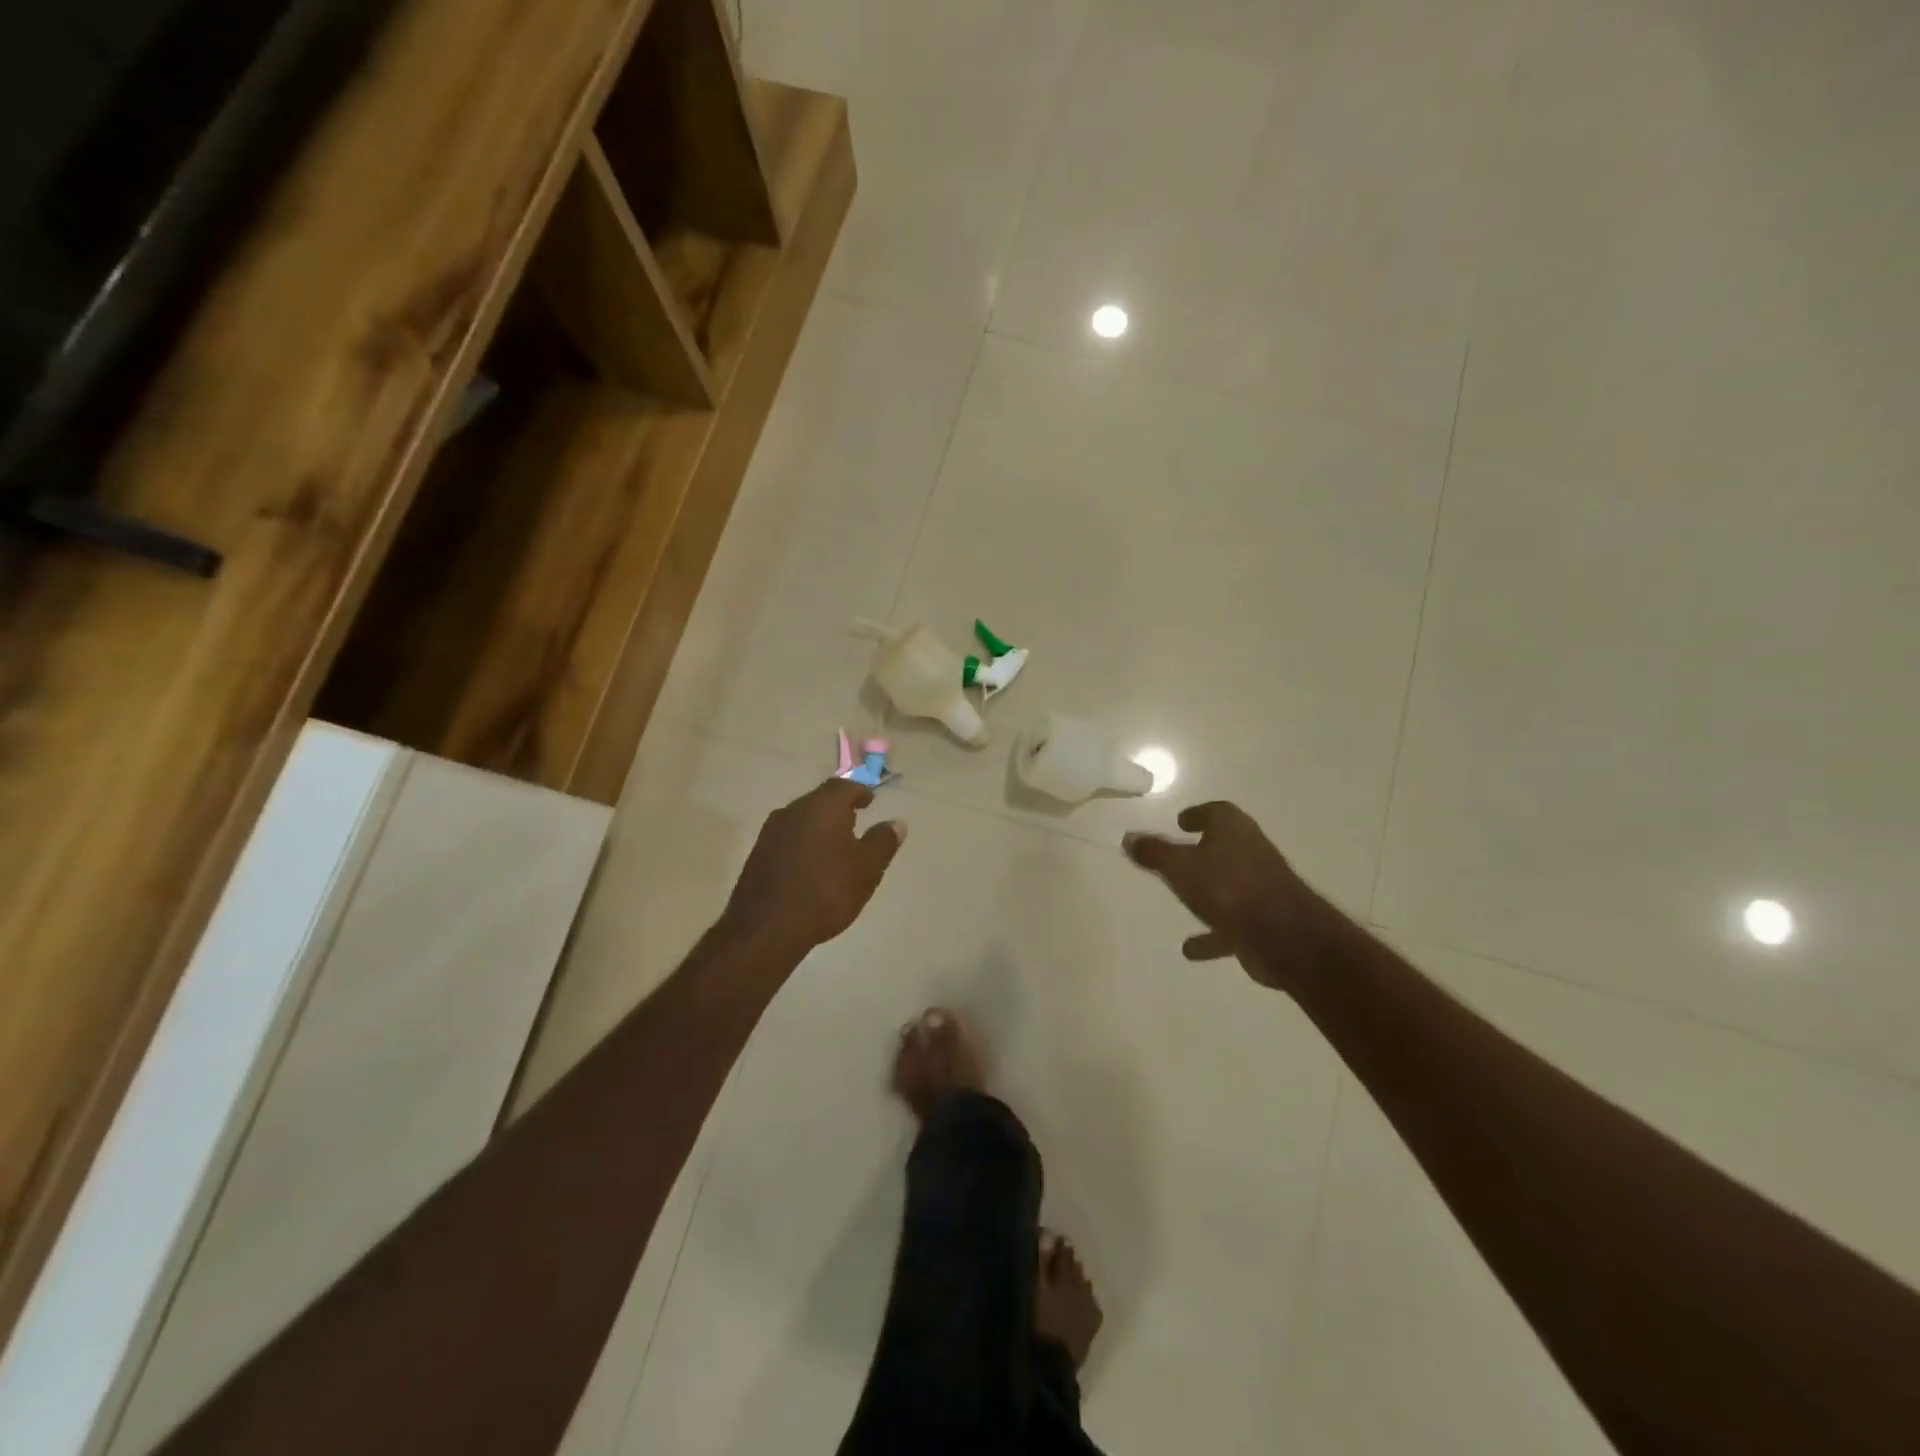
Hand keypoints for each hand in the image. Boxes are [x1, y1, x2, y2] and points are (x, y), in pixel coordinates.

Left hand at [722, 779, 905, 956]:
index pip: (843, 786)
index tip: (869, 801)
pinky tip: (810, 864)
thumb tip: (896, 823)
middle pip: (819, 800)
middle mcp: (793, 810)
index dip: (859, 792)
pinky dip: (803, 844)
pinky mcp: (757, 855)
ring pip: (801, 819)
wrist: (767, 927)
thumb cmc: (826, 891)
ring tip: (835, 844)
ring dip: (819, 826)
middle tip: (855, 820)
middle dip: (838, 808)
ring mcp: (770, 832)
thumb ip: (883, 842)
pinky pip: (787, 839)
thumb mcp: (867, 868)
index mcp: (823, 806)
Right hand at [1123, 802, 1336, 991]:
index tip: (1180, 822)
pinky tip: (1190, 949)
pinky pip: (1232, 923)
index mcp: (1234, 830)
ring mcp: (1261, 887)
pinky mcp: (1264, 921)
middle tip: (1178, 856)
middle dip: (1203, 851)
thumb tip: (1129, 837)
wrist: (1285, 937)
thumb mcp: (1180, 867)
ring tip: (1182, 901)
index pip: (1217, 812)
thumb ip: (1154, 852)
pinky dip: (1213, 933)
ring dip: (1208, 892)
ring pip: (1228, 884)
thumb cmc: (1229, 889)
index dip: (1198, 814)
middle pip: (1225, 846)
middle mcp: (1252, 852)